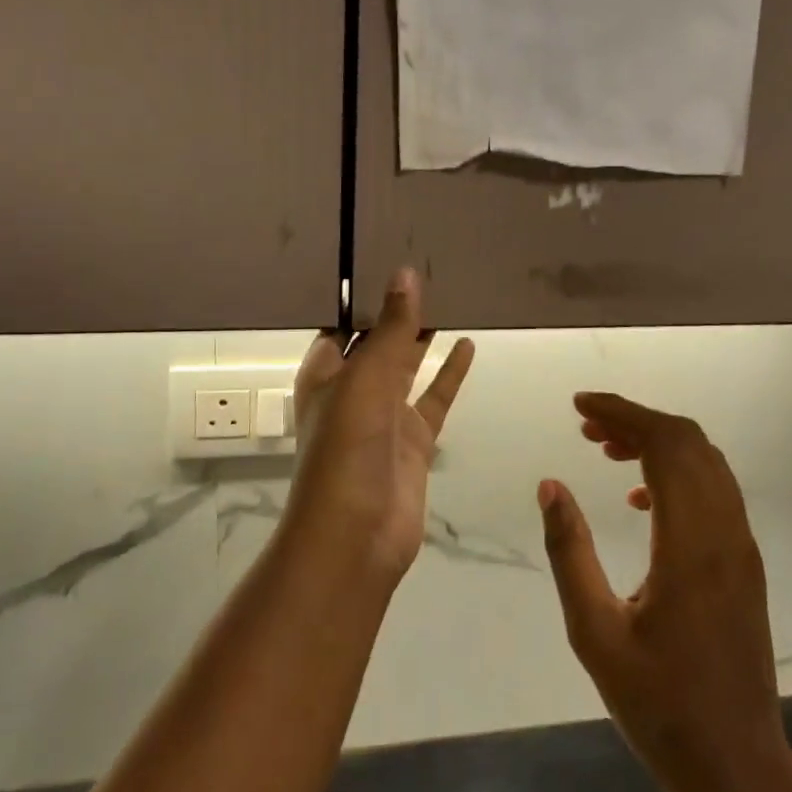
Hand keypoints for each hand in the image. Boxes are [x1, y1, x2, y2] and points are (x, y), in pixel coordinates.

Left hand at [289, 269, 474, 580]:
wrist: (357, 532)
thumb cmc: (346, 445)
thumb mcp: (366, 377)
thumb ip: (390, 328)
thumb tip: (406, 273)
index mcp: (324, 373)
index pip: (340, 325)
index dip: (360, 296)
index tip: (385, 258)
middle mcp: (351, 390)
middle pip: (375, 341)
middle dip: (395, 311)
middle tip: (427, 269)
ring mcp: (384, 416)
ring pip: (407, 366)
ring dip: (422, 337)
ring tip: (448, 297)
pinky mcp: (413, 439)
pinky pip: (434, 397)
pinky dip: (449, 373)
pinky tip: (467, 344)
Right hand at [540, 393, 791, 791]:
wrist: (736, 765)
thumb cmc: (658, 704)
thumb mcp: (594, 631)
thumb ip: (570, 551)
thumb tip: (550, 485)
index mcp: (691, 542)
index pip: (666, 444)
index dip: (623, 413)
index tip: (579, 406)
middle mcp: (726, 531)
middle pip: (689, 442)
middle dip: (636, 420)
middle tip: (586, 426)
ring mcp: (741, 546)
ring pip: (705, 462)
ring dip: (658, 443)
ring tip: (605, 449)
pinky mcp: (744, 563)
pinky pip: (713, 490)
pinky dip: (676, 472)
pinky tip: (638, 498)